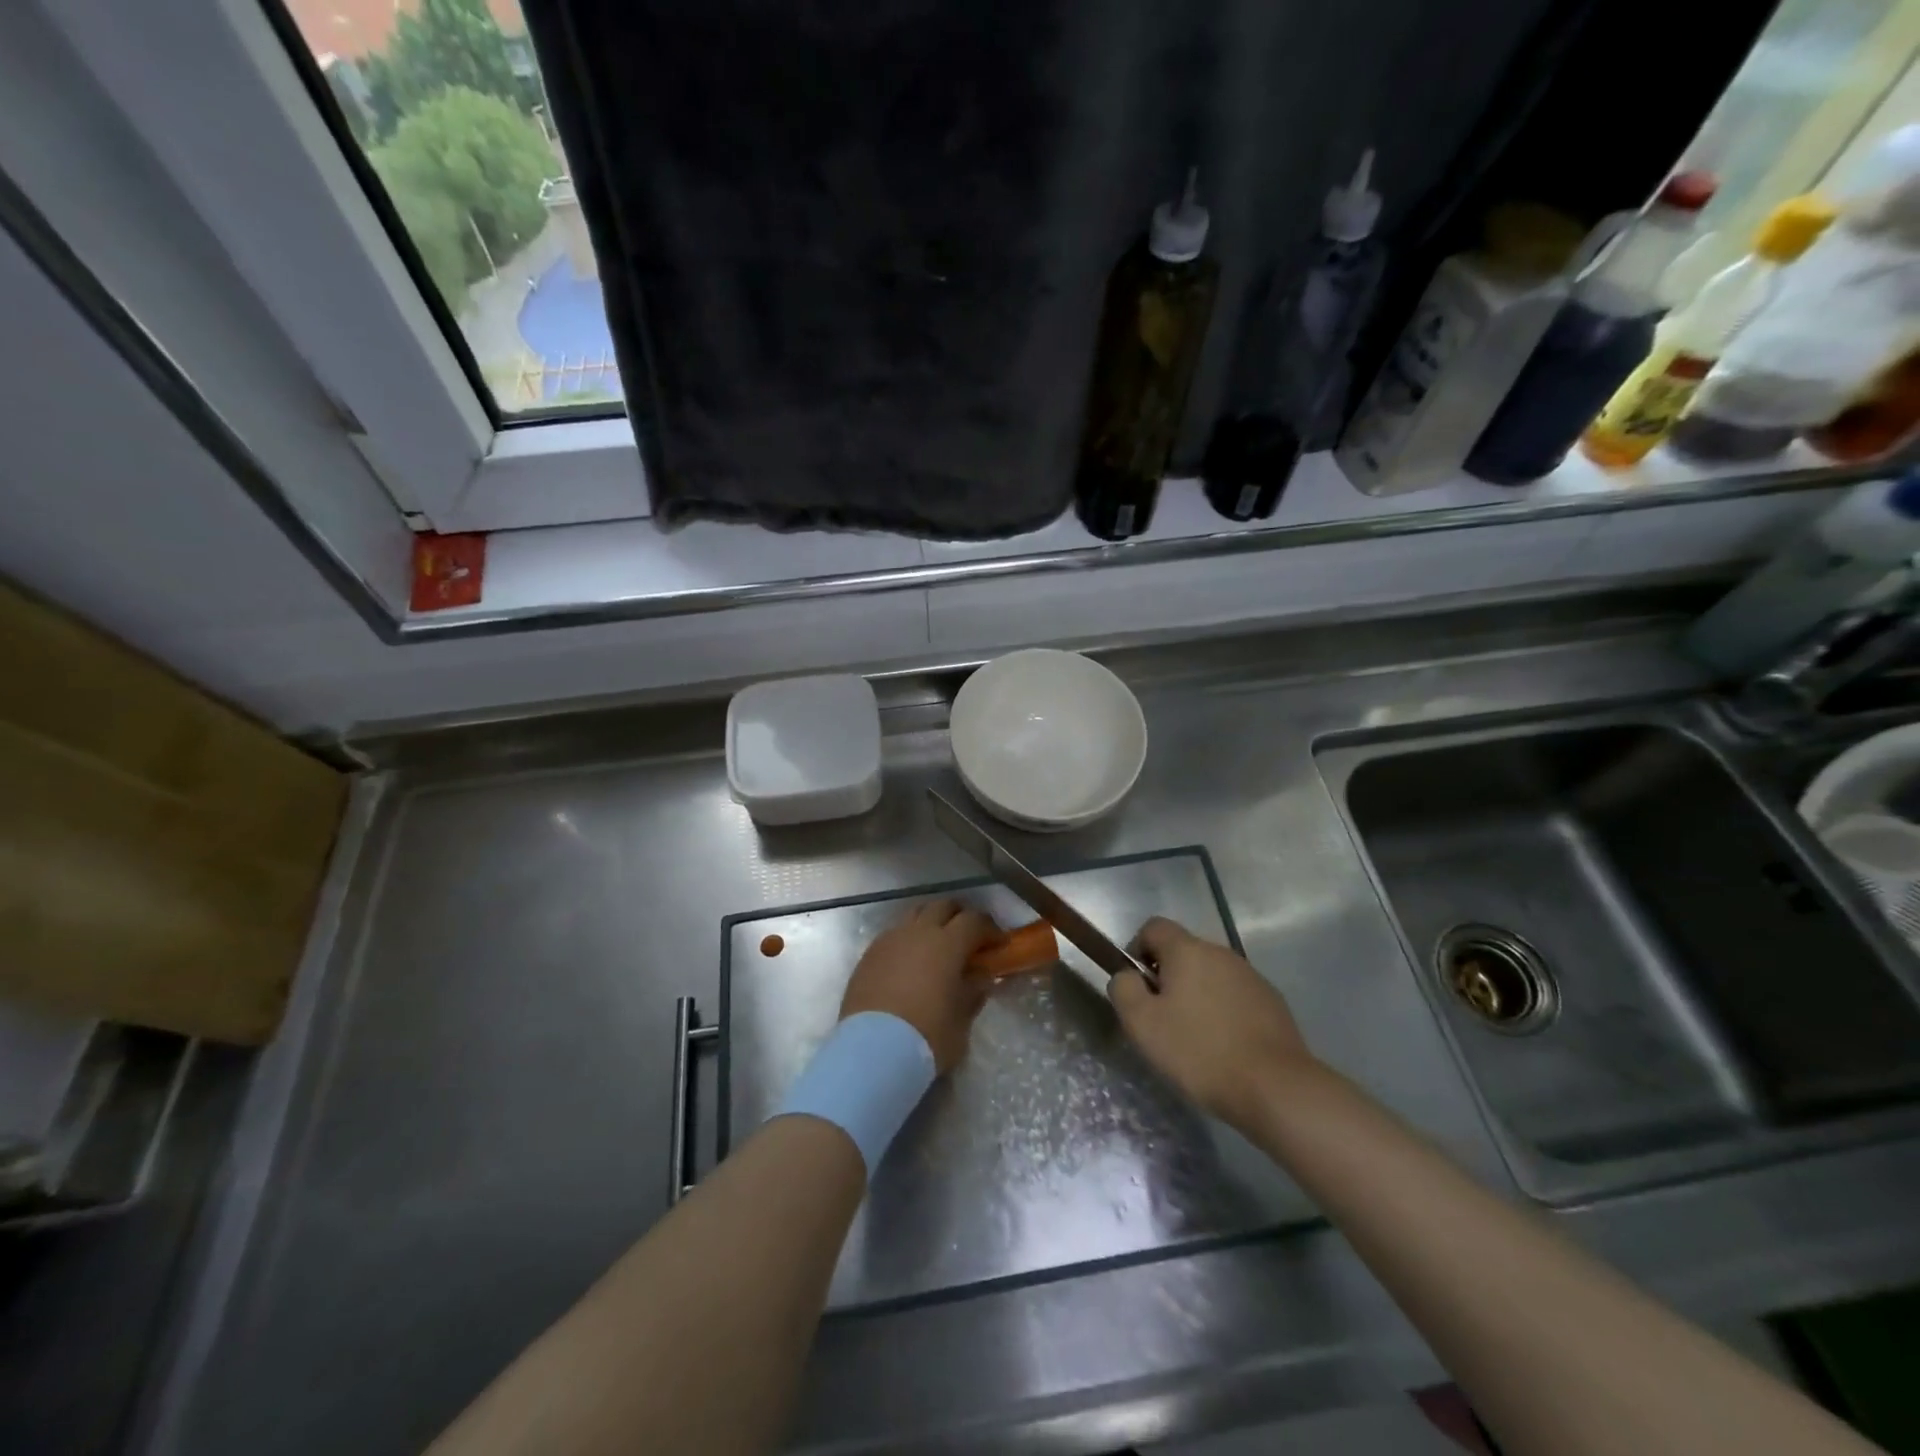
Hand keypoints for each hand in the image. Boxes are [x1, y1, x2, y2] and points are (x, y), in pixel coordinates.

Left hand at [841, 899, 995, 1072]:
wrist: (871, 1051)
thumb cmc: (926, 1037)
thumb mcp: (962, 1020)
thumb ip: (973, 992)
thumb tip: (981, 976)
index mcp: (947, 943)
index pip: (974, 921)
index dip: (990, 929)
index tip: (999, 944)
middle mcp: (918, 932)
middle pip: (943, 906)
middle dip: (959, 916)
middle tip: (968, 938)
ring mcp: (890, 939)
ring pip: (915, 915)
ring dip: (930, 923)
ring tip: (937, 946)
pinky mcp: (868, 954)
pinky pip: (894, 934)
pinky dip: (907, 939)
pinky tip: (909, 962)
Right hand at [1110, 917, 1316, 1128]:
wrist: (1276, 1088)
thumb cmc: (1200, 1051)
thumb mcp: (1142, 1023)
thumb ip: (1124, 989)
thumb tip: (1127, 976)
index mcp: (1188, 950)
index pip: (1153, 927)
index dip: (1137, 951)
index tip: (1138, 988)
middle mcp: (1221, 953)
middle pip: (1183, 952)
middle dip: (1167, 978)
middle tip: (1162, 1020)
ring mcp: (1250, 976)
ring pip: (1210, 975)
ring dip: (1196, 995)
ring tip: (1194, 1039)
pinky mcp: (1272, 1001)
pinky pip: (1234, 996)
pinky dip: (1223, 1012)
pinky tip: (1225, 1047)